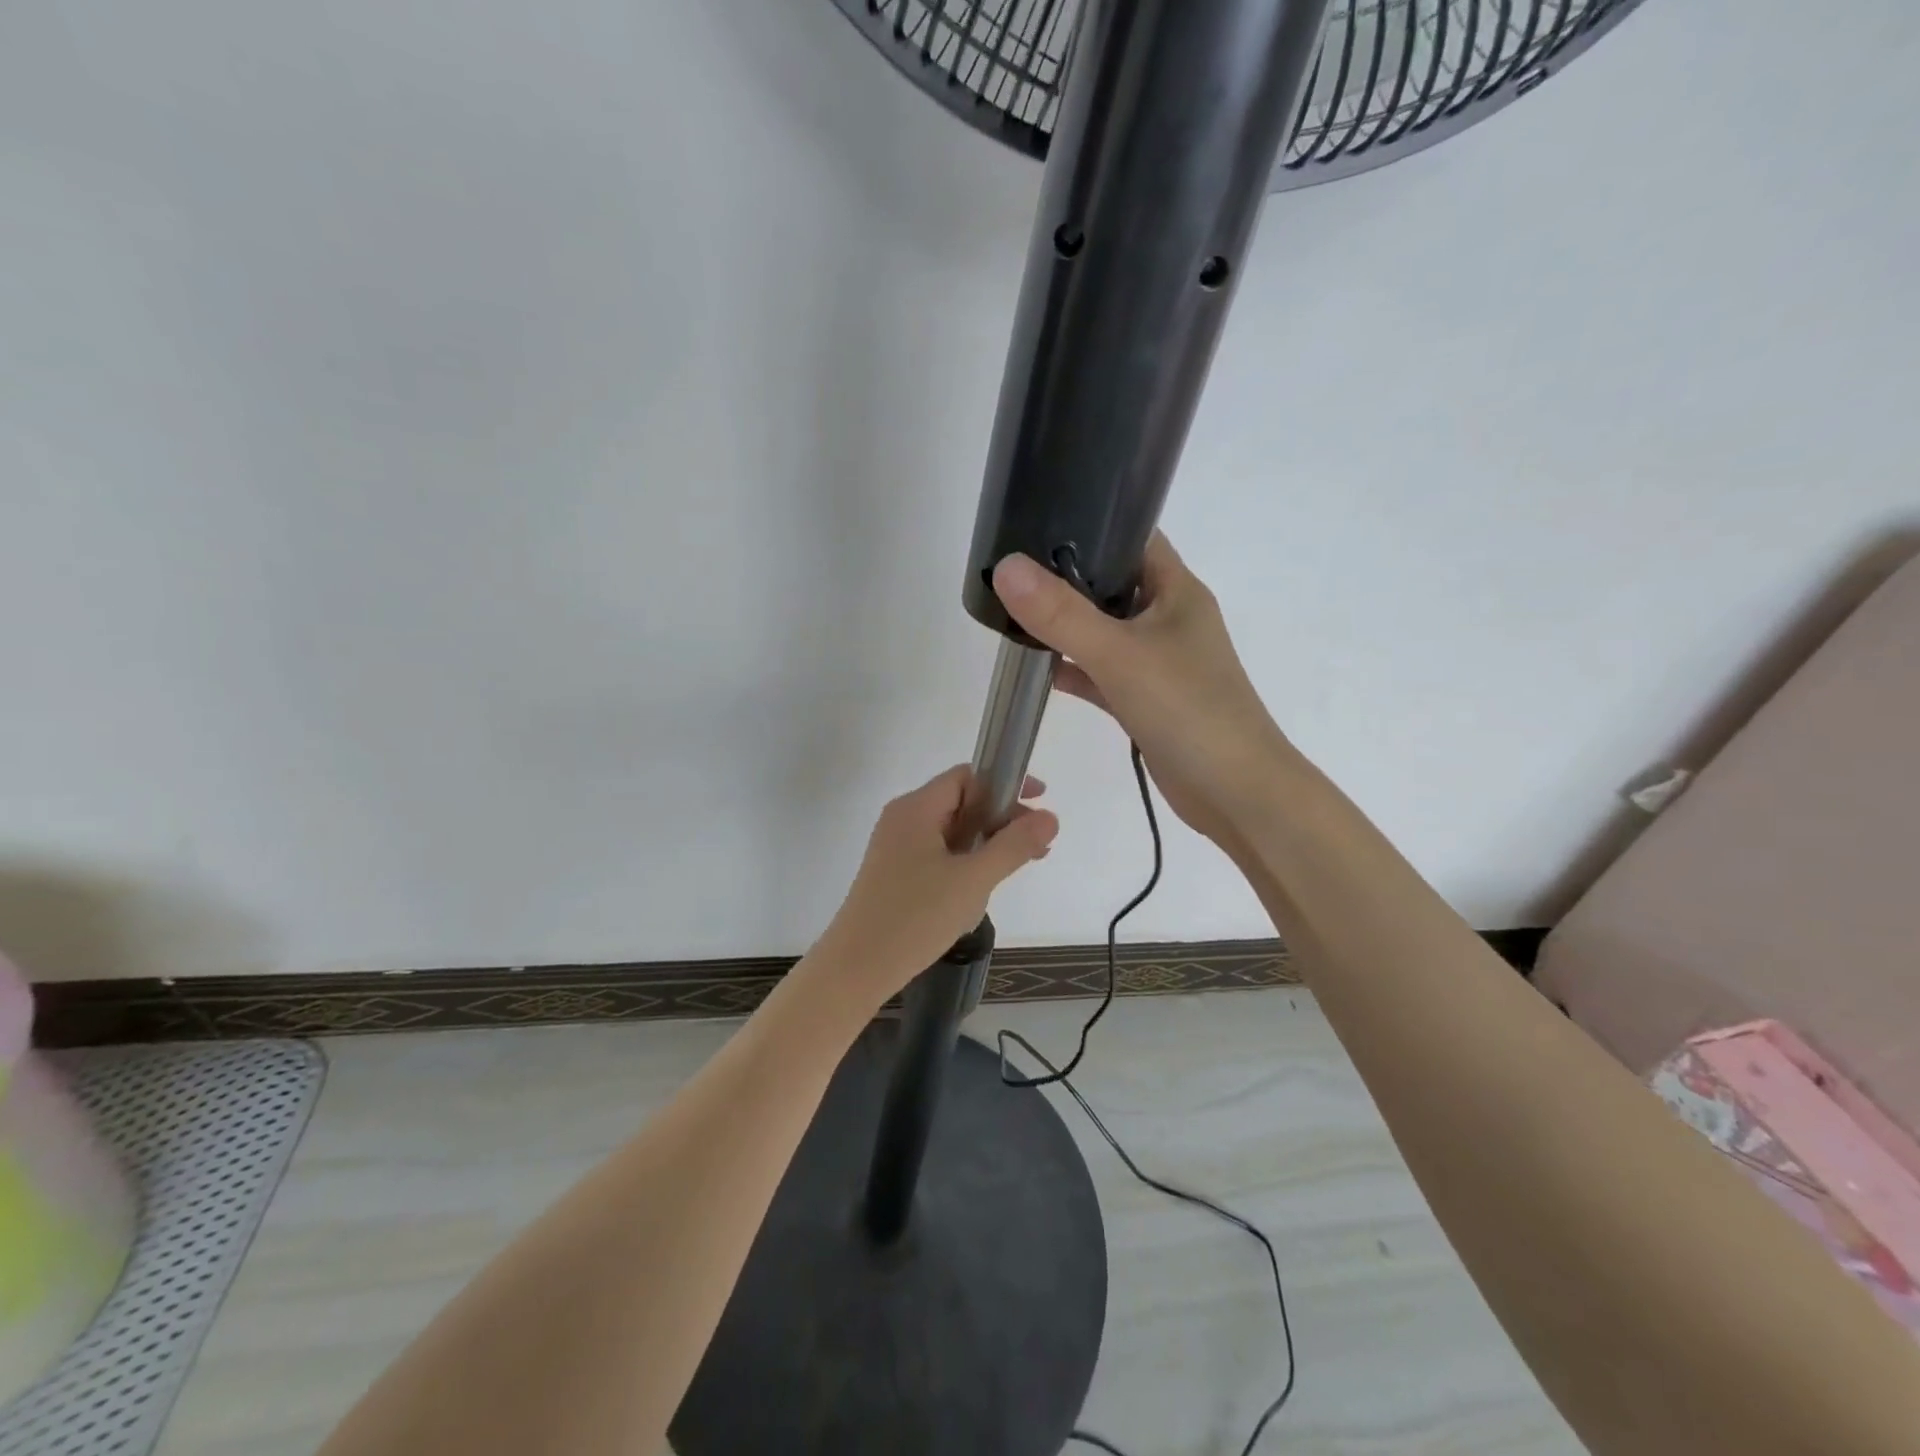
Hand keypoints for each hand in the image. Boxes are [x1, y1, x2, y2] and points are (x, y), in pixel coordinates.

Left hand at [812, 765, 1057, 1008]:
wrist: (857, 968)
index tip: (1039, 803)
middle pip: (961, 802)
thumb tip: (1050, 816)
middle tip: (1037, 846)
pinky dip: (966, 862)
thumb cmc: (915, 917)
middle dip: (1001, 820)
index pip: (967, 777)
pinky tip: (981, 890)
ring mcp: (896, 848)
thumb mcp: (973, 880)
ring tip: (1016, 868)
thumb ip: (1014, 846)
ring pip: (951, 832)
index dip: (1006, 784)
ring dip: (986, 844)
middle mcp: (903, 819)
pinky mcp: (895, 874)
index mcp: (916, 808)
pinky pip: (938, 855)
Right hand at [992, 532, 1293, 850]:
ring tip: (1010, 613)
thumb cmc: (1188, 710)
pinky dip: (1074, 669)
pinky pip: (1102, 673)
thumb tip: (1005, 568)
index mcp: (1176, 590)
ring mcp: (1158, 660)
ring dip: (1066, 626)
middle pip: (1111, 583)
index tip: (1033, 520)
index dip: (1089, 522)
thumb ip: (1061, 614)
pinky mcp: (1146, 699)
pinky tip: (1038, 669)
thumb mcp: (1119, 655)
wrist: (1235, 793)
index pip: (1132, 536)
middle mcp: (1168, 617)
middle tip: (1008, 569)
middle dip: (1064, 577)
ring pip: (1104, 630)